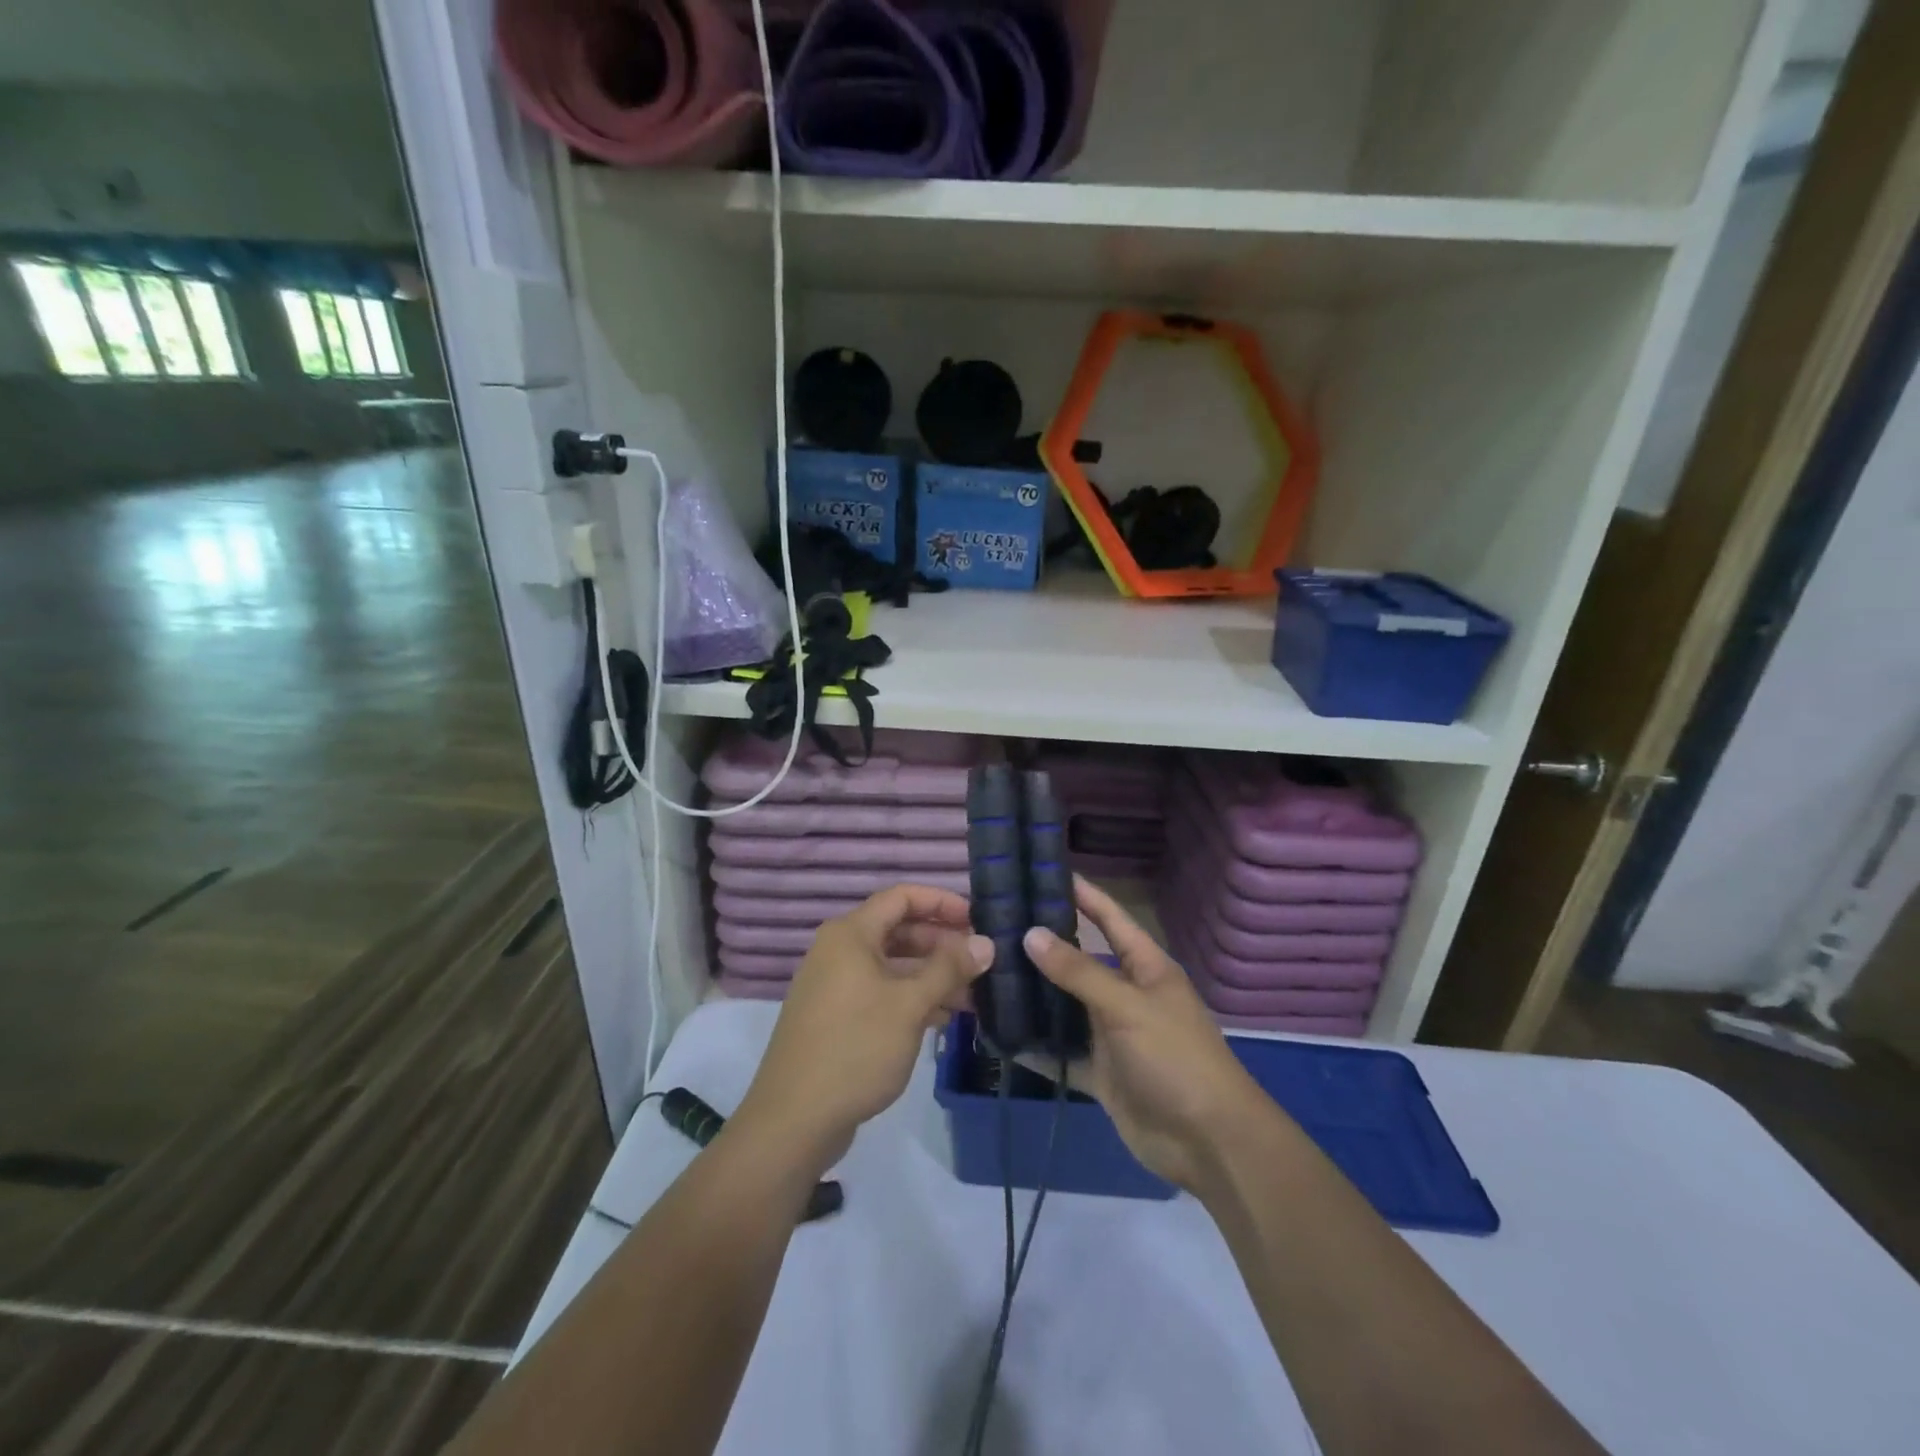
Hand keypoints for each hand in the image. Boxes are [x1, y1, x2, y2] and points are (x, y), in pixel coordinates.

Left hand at [734, 885, 992, 1177]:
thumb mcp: (910, 1005)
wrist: (794, 1120)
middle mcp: (839, 951)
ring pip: (892, 966)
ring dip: (931, 976)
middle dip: (941, 944)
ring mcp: (835, 985)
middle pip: (898, 930)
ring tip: (972, 997)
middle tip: (980, 962)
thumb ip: (949, 969)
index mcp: (850, 934)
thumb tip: (986, 943)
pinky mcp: (836, 1017)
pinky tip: (943, 1019)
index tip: (977, 920)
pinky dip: (911, 999)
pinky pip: (880, 993)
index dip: (941, 902)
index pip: (902, 897)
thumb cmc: (855, 1048)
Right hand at [1023, 877, 1268, 1192]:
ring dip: (1035, 995)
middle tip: (994, 927)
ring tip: (988, 973)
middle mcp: (1127, 994)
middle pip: (1081, 961)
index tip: (1043, 873)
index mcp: (1146, 968)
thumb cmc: (1175, 1059)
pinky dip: (1036, 1045)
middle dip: (1044, 946)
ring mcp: (1112, 1035)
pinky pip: (1062, 1052)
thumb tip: (1031, 934)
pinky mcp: (1100, 1071)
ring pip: (1066, 1006)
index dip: (1083, 895)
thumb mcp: (1128, 1007)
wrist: (1208, 1144)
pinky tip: (1000, 1033)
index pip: (1111, 918)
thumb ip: (1079, 972)